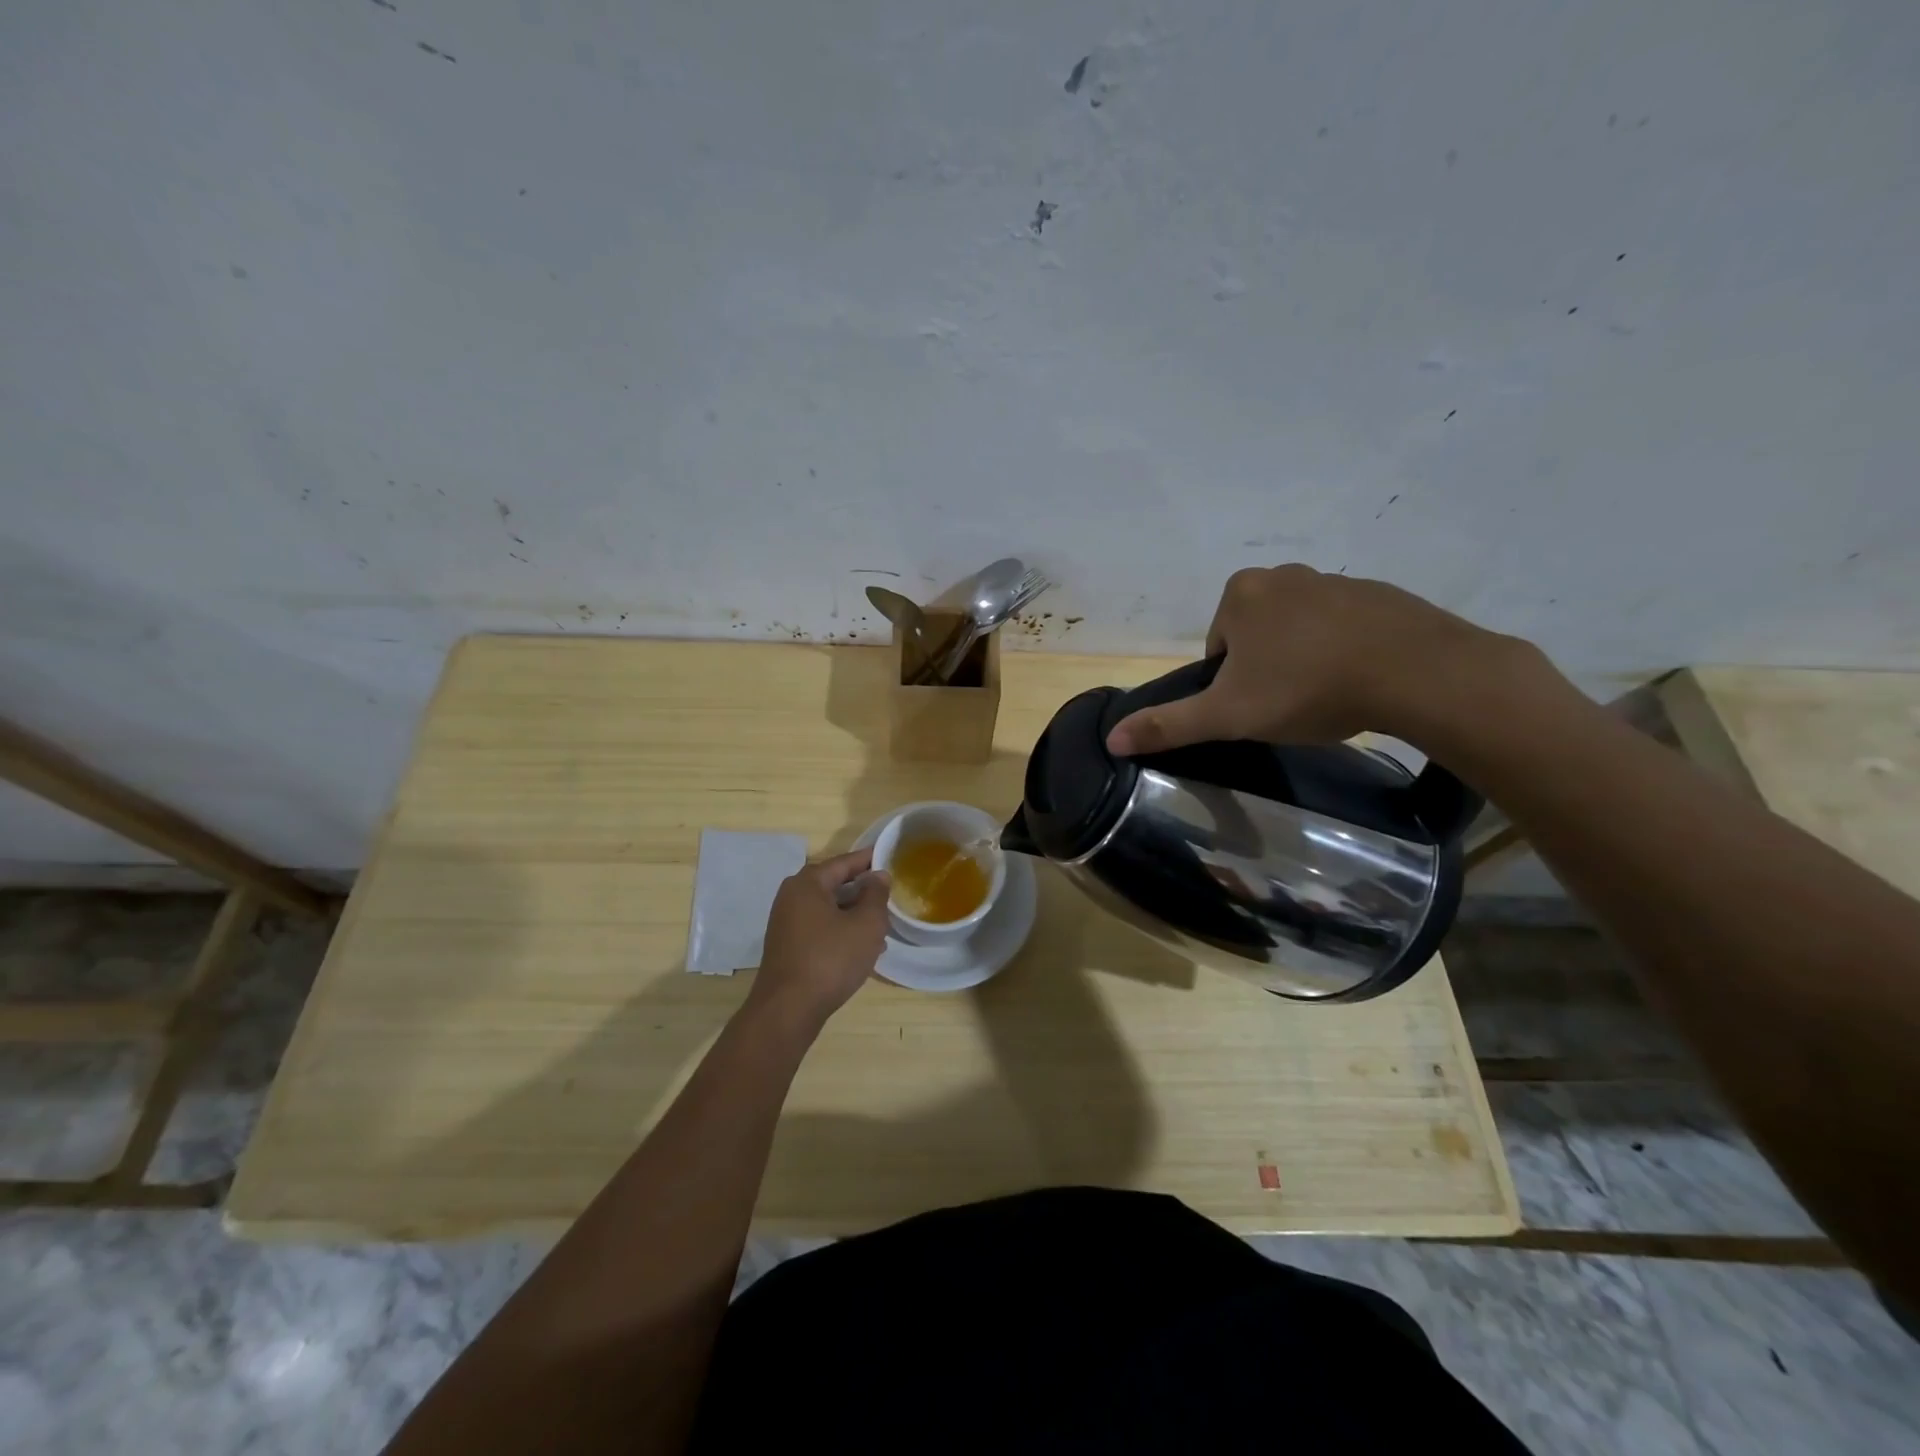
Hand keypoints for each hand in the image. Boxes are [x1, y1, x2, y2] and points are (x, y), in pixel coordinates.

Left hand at [747, 848, 890, 1031]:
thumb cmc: (830, 959)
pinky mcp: (788, 946)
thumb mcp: (866, 925)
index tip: (892, 858)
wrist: (788, 1010)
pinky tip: (863, 948)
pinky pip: (821, 928)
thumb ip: (876, 895)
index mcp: (808, 883)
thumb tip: (878, 876)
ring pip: (829, 909)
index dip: (870, 859)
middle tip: (891, 896)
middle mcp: (792, 896)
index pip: (845, 862)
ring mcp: (787, 923)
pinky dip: (841, 931)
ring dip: (855, 914)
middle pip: (835, 884)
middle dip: (864, 891)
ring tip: (883, 925)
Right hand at [1106, 564, 1508, 754]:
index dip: (1230, 684)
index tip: (1257, 706)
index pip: (1217, 648)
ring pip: (1299, 631)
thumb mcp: (1228, 715)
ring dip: (1304, 661)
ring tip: (1326, 696)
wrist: (1415, 672)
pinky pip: (1343, 627)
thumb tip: (1111, 739)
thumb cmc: (1307, 688)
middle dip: (1266, 669)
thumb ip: (1169, 725)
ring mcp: (1334, 580)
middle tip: (1289, 704)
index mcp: (1240, 595)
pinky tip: (1360, 680)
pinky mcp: (1378, 594)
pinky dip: (1343, 651)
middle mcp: (1282, 575)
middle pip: (1255, 636)